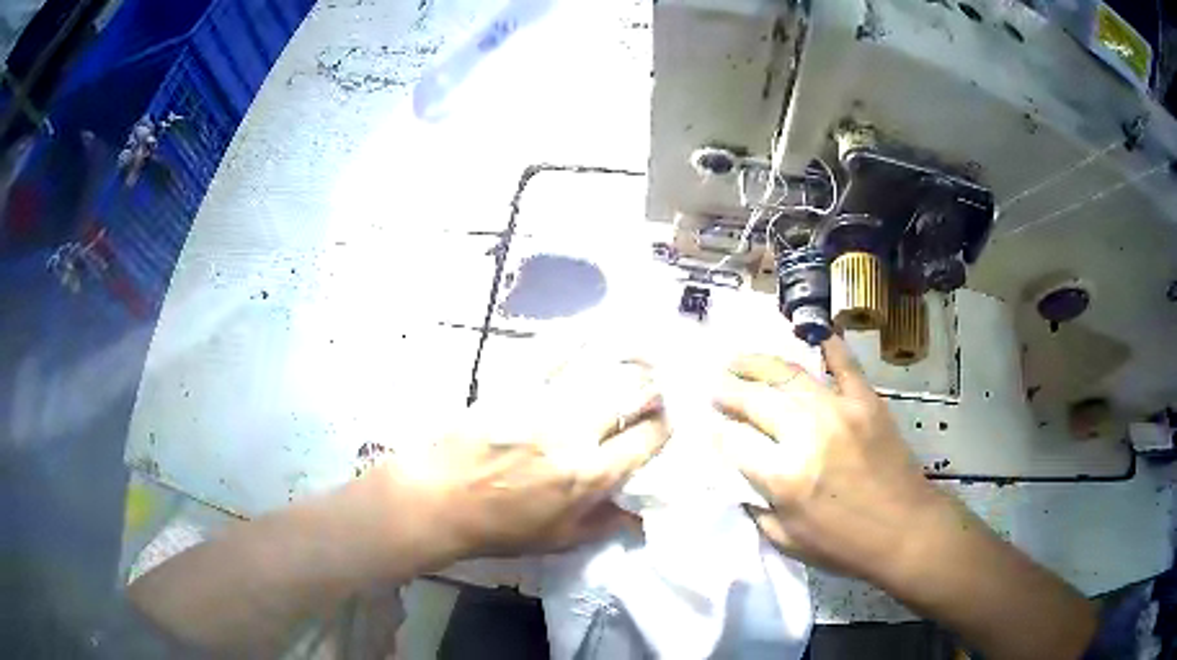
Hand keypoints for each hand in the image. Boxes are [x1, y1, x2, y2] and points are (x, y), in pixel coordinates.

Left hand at [388, 359, 668, 560]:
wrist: (440, 501)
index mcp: (590, 475)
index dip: (665, 426)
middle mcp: (575, 434)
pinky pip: (549, 354)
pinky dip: (574, 338)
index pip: (647, 440)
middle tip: (655, 385)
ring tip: (640, 353)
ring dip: (627, 360)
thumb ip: (605, 524)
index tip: (665, 421)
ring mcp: (542, 405)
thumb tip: (642, 516)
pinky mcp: (512, 387)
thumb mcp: (559, 540)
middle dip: (653, 387)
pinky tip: (591, 327)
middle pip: (632, 396)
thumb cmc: (500, 528)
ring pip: (600, 371)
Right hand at [712, 336, 942, 580]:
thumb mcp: (787, 542)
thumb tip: (739, 479)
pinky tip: (811, 336)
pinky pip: (843, 364)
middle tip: (715, 387)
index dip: (716, 432)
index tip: (708, 425)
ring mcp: (839, 411)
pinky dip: (827, 346)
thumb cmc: (844, 545)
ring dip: (758, 364)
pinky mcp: (866, 402)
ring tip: (739, 360)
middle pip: (756, 401)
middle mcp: (806, 435)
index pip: (735, 443)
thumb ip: (756, 508)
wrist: (905, 530)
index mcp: (784, 477)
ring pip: (789, 375)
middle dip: (728, 392)